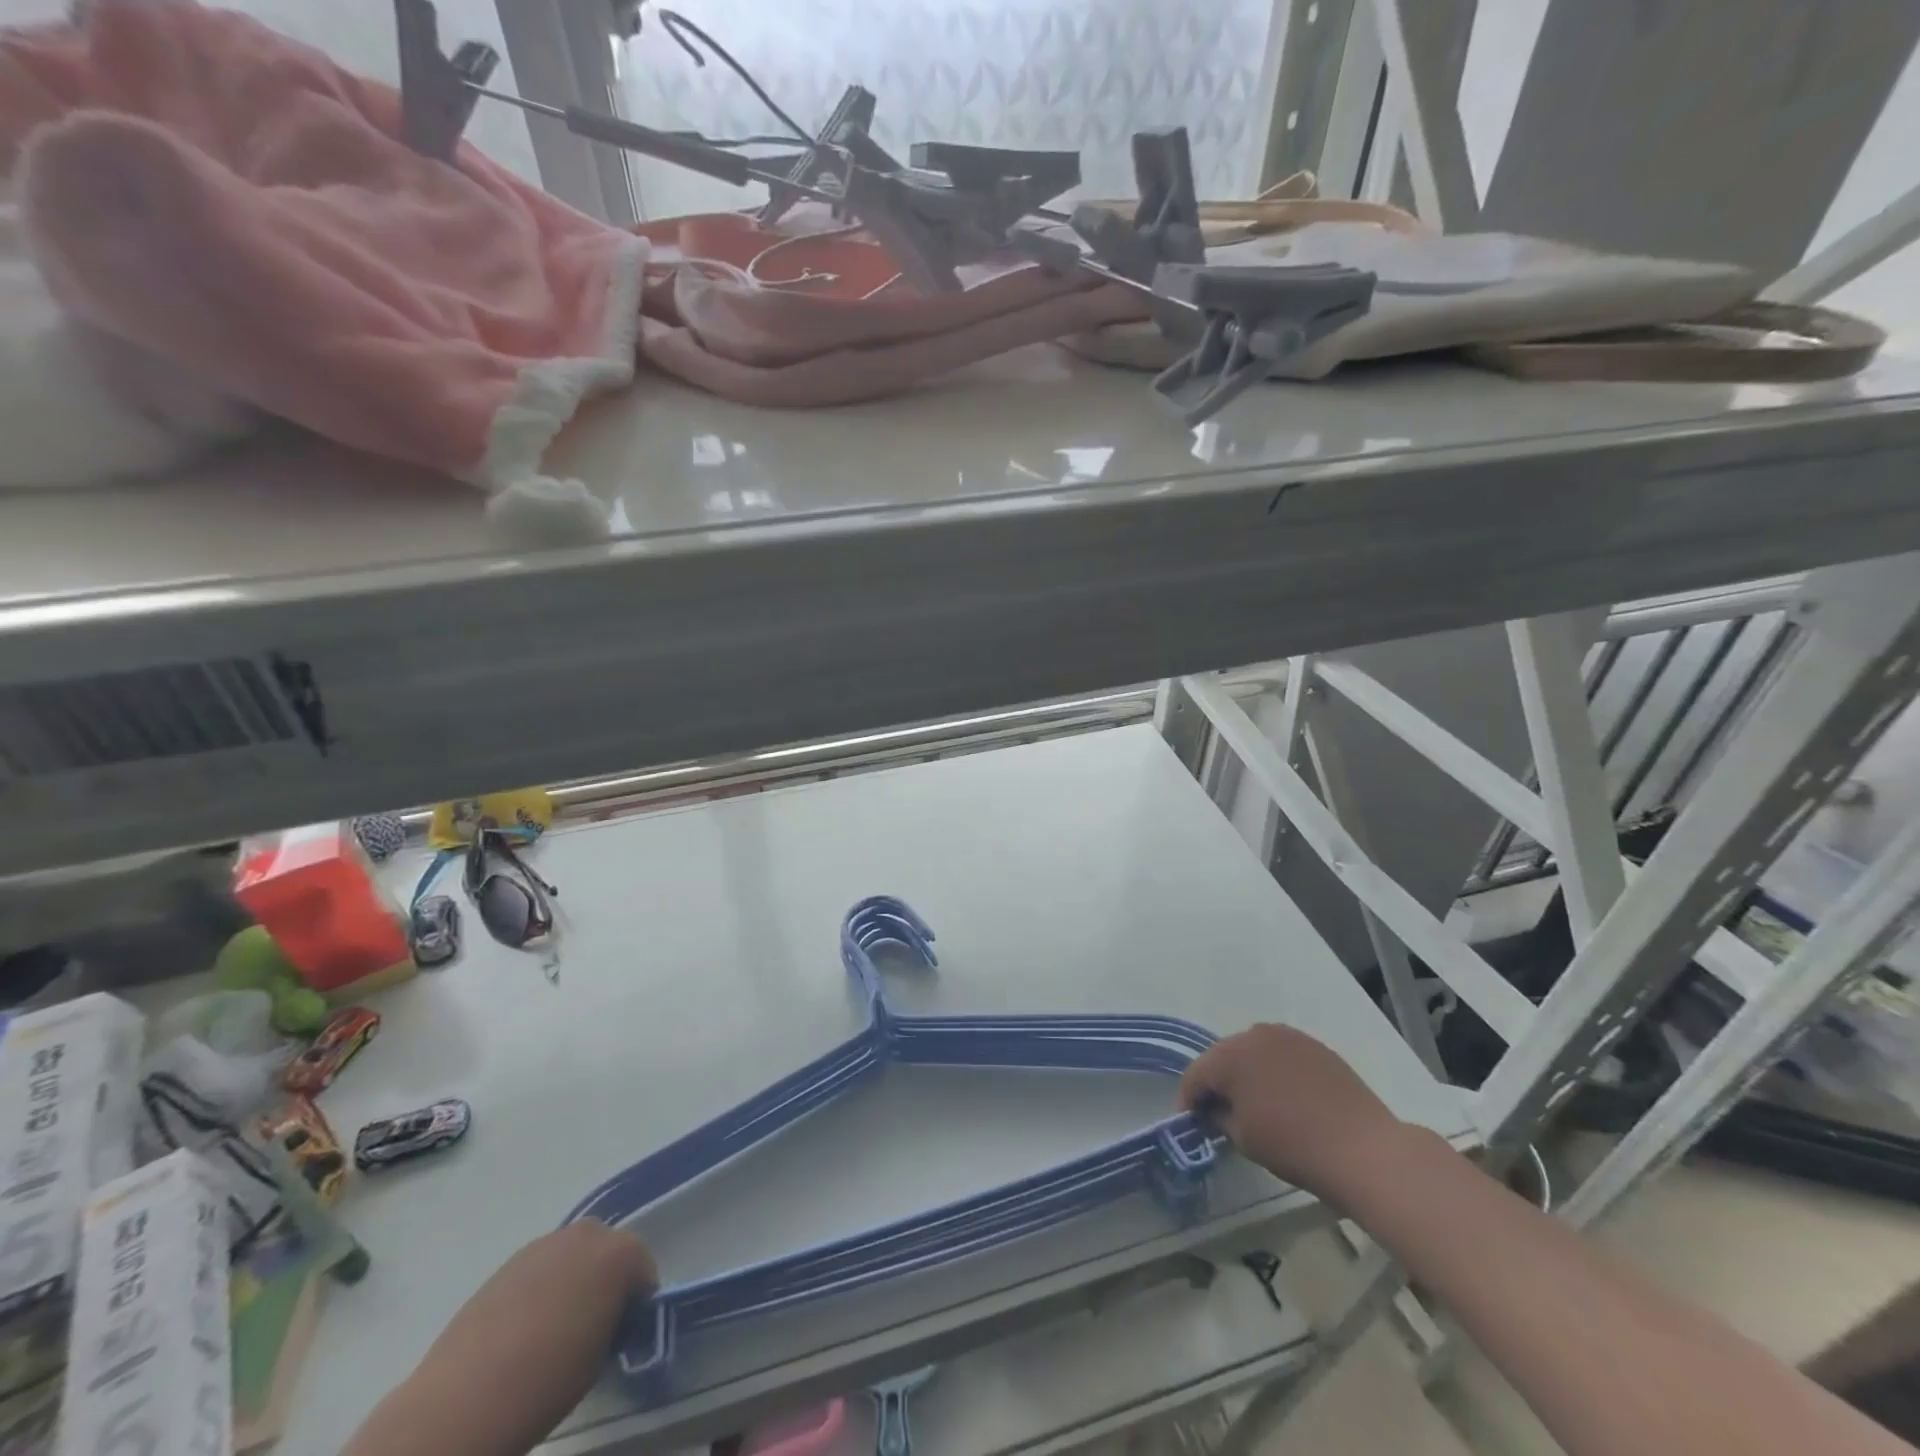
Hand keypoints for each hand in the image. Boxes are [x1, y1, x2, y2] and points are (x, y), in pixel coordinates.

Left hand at [407, 1222, 655, 1453]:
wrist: (463, 1398)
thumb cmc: (547, 1380)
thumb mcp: (601, 1356)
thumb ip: (614, 1320)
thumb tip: (608, 1316)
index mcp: (620, 1252)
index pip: (644, 1271)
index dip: (637, 1303)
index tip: (624, 1333)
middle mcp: (588, 1233)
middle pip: (609, 1251)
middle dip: (607, 1280)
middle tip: (592, 1325)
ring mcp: (545, 1242)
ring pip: (573, 1256)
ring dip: (574, 1279)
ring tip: (554, 1328)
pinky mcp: (509, 1260)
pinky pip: (542, 1266)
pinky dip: (543, 1286)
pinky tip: (525, 1326)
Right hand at [1178, 1024, 1405, 1201]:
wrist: (1363, 1149)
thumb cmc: (1293, 1146)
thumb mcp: (1242, 1138)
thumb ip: (1219, 1117)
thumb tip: (1216, 1110)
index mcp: (1229, 1055)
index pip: (1195, 1075)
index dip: (1188, 1100)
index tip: (1189, 1122)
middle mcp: (1254, 1034)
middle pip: (1222, 1058)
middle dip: (1217, 1083)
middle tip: (1218, 1112)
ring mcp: (1287, 1036)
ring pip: (1252, 1052)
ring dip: (1246, 1073)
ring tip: (1252, 1102)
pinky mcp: (1314, 1045)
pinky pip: (1281, 1054)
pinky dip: (1274, 1071)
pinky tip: (1284, 1096)